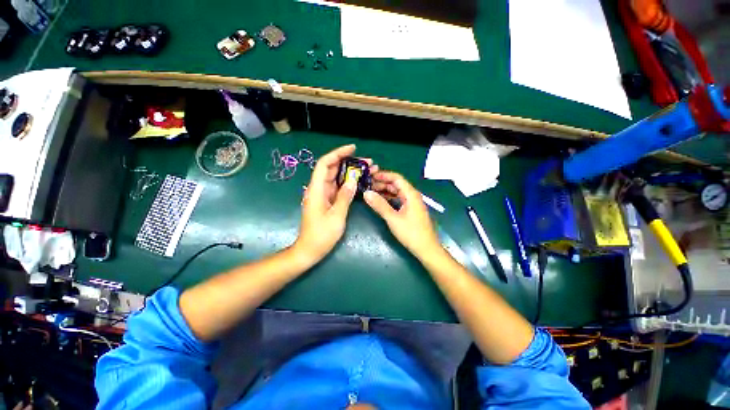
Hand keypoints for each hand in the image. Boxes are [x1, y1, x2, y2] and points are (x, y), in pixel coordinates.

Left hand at [295, 144, 374, 264]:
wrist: (310, 249)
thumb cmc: (321, 235)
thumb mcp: (336, 216)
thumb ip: (345, 197)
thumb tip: (353, 180)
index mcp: (316, 189)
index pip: (325, 164)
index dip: (338, 153)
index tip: (353, 149)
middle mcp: (318, 188)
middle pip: (332, 169)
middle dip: (349, 162)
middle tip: (367, 162)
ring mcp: (323, 195)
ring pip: (336, 177)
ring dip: (350, 172)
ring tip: (367, 170)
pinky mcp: (327, 201)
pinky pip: (338, 187)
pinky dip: (348, 183)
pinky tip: (359, 182)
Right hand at [364, 171, 439, 257]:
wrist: (426, 249)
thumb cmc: (411, 233)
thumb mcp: (393, 218)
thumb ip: (380, 205)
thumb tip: (366, 193)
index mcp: (411, 194)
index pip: (396, 178)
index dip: (383, 175)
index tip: (370, 176)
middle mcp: (412, 196)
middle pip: (396, 184)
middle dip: (382, 183)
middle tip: (367, 185)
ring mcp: (412, 203)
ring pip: (397, 192)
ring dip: (385, 191)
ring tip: (371, 192)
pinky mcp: (410, 210)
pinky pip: (398, 200)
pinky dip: (389, 198)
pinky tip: (380, 201)